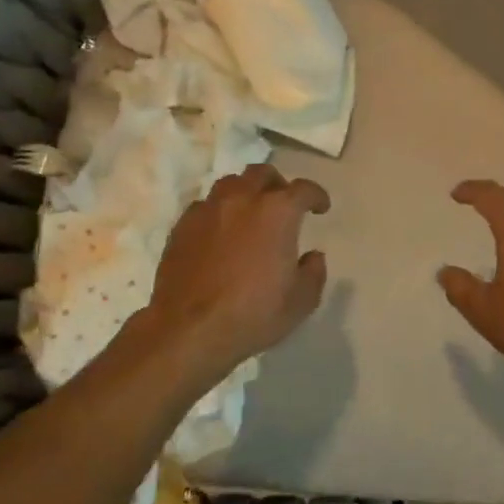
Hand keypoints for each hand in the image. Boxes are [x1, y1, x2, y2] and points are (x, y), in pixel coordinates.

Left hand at [142, 163, 330, 378]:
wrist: (188, 330)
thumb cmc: (253, 314)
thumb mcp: (301, 301)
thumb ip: (313, 272)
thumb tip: (312, 256)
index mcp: (278, 212)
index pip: (304, 189)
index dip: (316, 196)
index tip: (321, 208)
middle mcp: (242, 199)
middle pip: (262, 173)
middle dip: (277, 184)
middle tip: (283, 205)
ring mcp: (208, 210)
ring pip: (230, 184)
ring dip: (245, 192)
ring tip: (249, 214)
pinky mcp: (182, 226)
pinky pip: (205, 206)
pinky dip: (218, 212)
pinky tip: (220, 233)